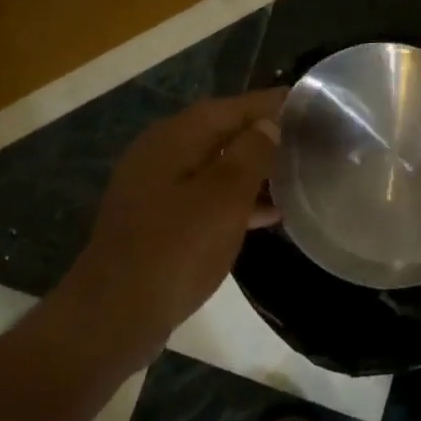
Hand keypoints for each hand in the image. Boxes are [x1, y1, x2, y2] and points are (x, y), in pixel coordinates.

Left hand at [63, 89, 286, 353]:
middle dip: (262, 133)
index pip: (231, 107)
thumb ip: (250, 154)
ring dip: (251, 169)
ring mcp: (156, 188)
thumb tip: (268, 124)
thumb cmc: (175, 249)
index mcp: (175, 137)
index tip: (307, 103)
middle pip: (220, 132)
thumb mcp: (223, 197)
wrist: (114, 316)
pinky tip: (266, 214)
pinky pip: (205, 196)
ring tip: (294, 174)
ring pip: (214, 166)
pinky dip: (235, 198)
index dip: (269, 103)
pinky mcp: (157, 221)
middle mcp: (162, 153)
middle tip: (305, 138)